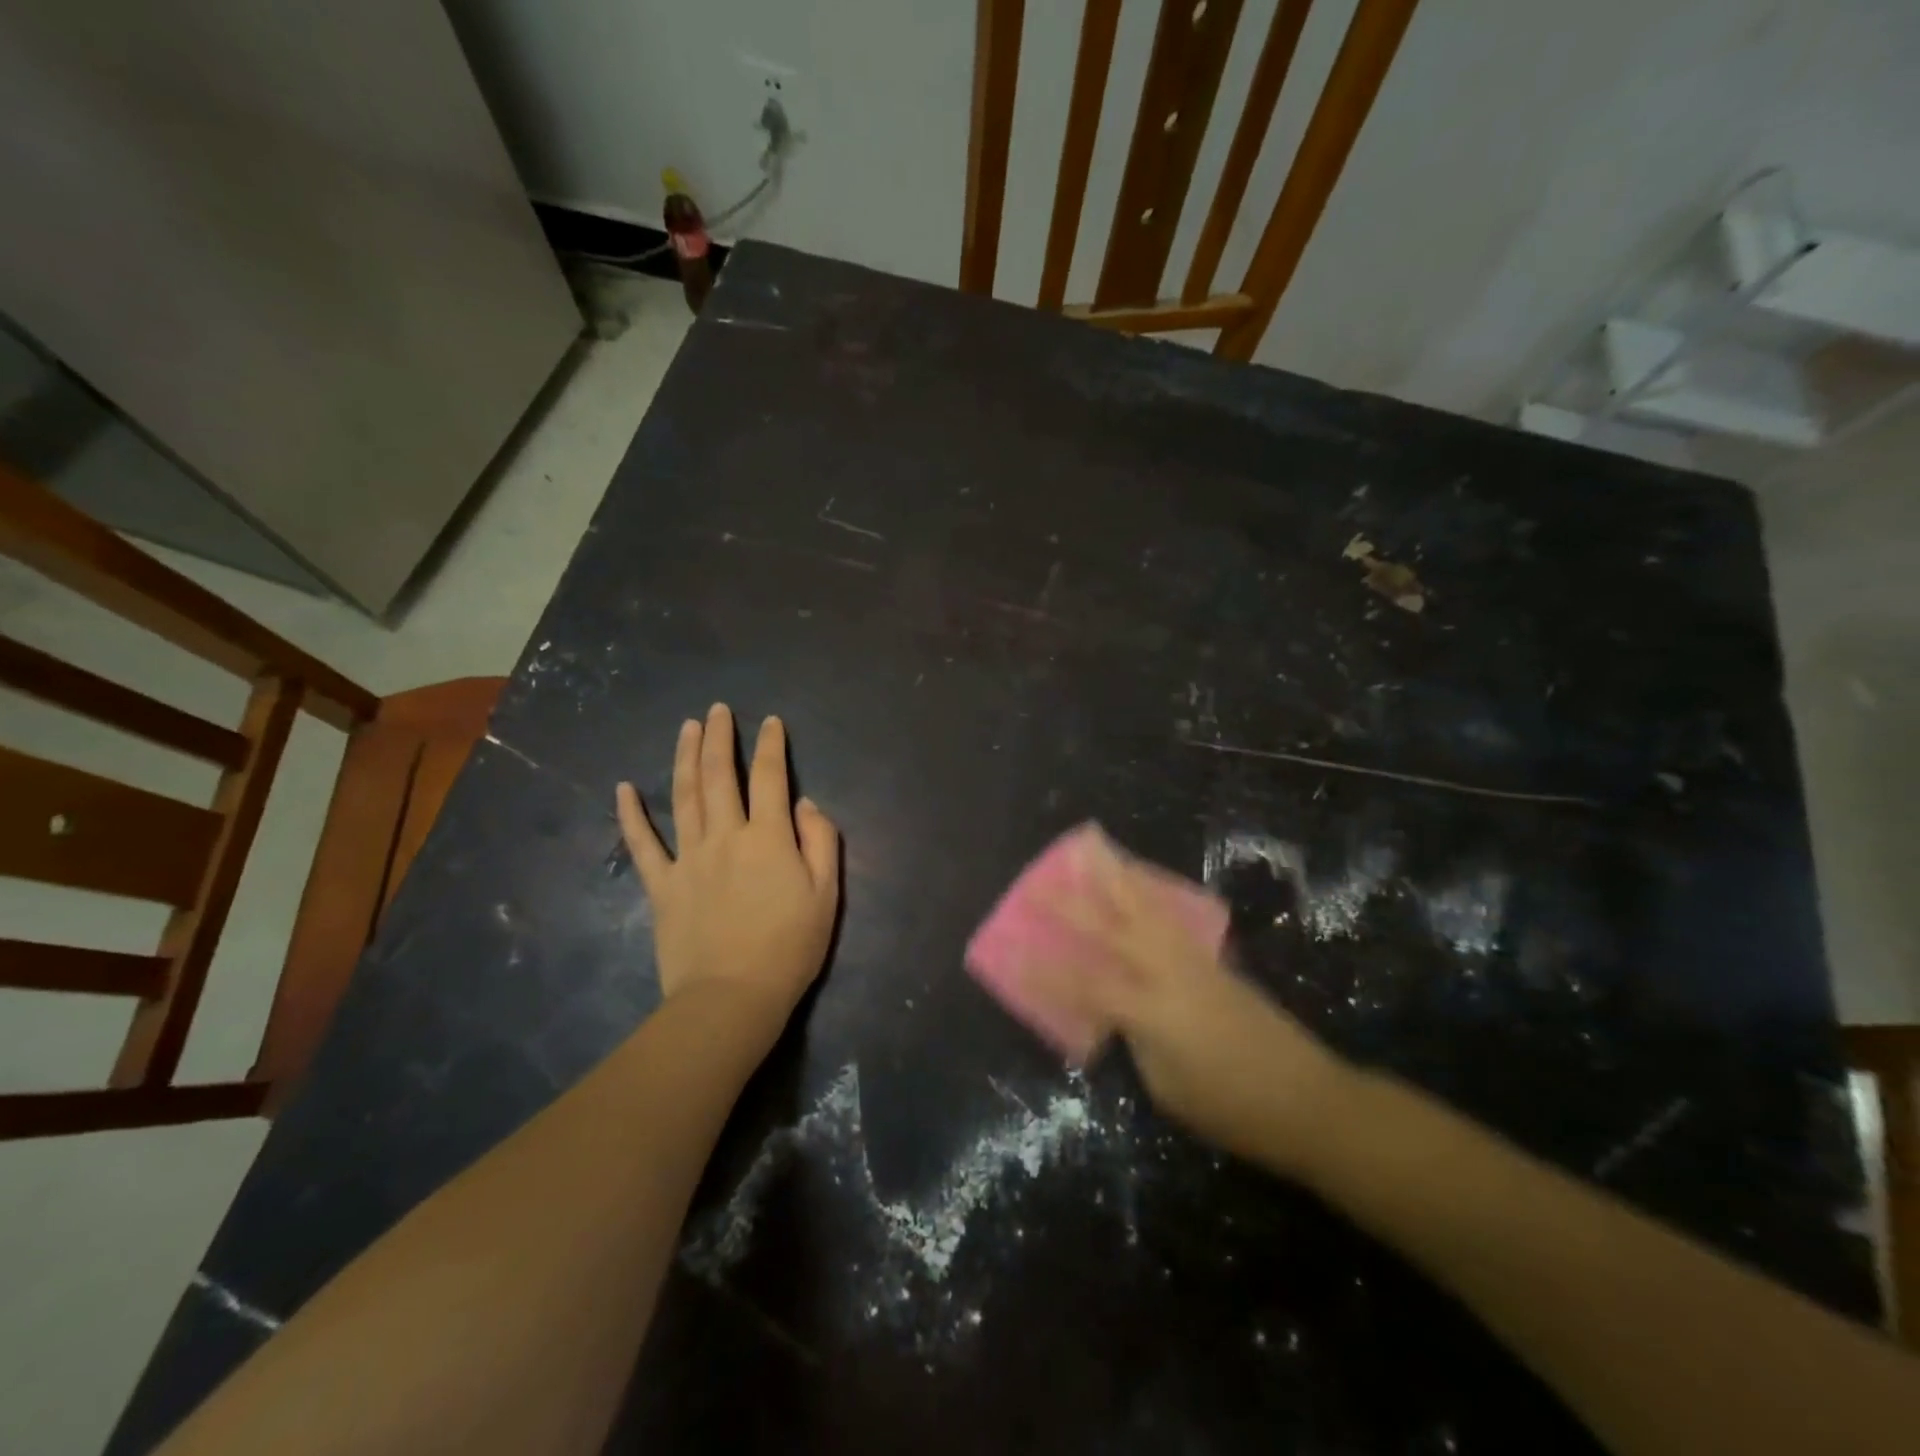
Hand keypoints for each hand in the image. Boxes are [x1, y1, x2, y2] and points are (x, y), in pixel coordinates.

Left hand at [616, 704, 838, 1046]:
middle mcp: (725, 836)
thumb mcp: (826, 895)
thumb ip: (821, 842)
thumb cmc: (789, 948)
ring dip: (684, 757)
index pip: (770, 778)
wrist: (732, 998)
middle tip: (718, 710)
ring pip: (683, 796)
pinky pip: (642, 843)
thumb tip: (804, 804)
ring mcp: (688, 858)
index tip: (770, 722)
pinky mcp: (662, 885)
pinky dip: (631, 814)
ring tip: (687, 727)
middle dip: (720, 738)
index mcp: (768, 837)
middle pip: (719, 776)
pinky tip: (623, 787)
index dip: (771, 746)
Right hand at [1036, 842, 1350, 1175]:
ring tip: (1092, 850)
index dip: (1044, 969)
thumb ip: (1135, 1040)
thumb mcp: (1167, 1087)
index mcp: (1152, 1009)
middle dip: (1071, 904)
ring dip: (1114, 876)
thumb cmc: (1233, 1109)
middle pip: (1112, 927)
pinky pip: (1169, 915)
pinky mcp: (1211, 960)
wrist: (1309, 1099)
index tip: (1012, 949)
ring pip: (1146, 907)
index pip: (1085, 982)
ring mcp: (1194, 960)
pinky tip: (1137, 881)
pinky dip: (1147, 892)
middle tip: (1038, 881)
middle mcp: (1169, 972)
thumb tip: (1116, 1013)